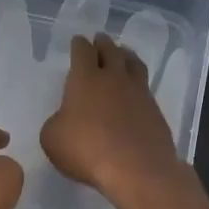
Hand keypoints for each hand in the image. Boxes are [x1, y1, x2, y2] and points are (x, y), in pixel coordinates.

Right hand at [41, 34, 189, 204]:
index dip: (79, 45)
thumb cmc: (87, 150)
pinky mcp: (155, 110)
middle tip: (100, 39)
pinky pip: (145, 86)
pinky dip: (138, 82)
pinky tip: (135, 89)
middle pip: (110, 51)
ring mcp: (138, 92)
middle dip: (103, 44)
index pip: (82, 52)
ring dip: (125, 55)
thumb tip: (65, 119)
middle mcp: (113, 78)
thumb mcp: (52, 139)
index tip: (78, 41)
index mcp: (85, 79)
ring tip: (123, 54)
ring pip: (133, 63)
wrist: (137, 169)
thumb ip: (56, 122)